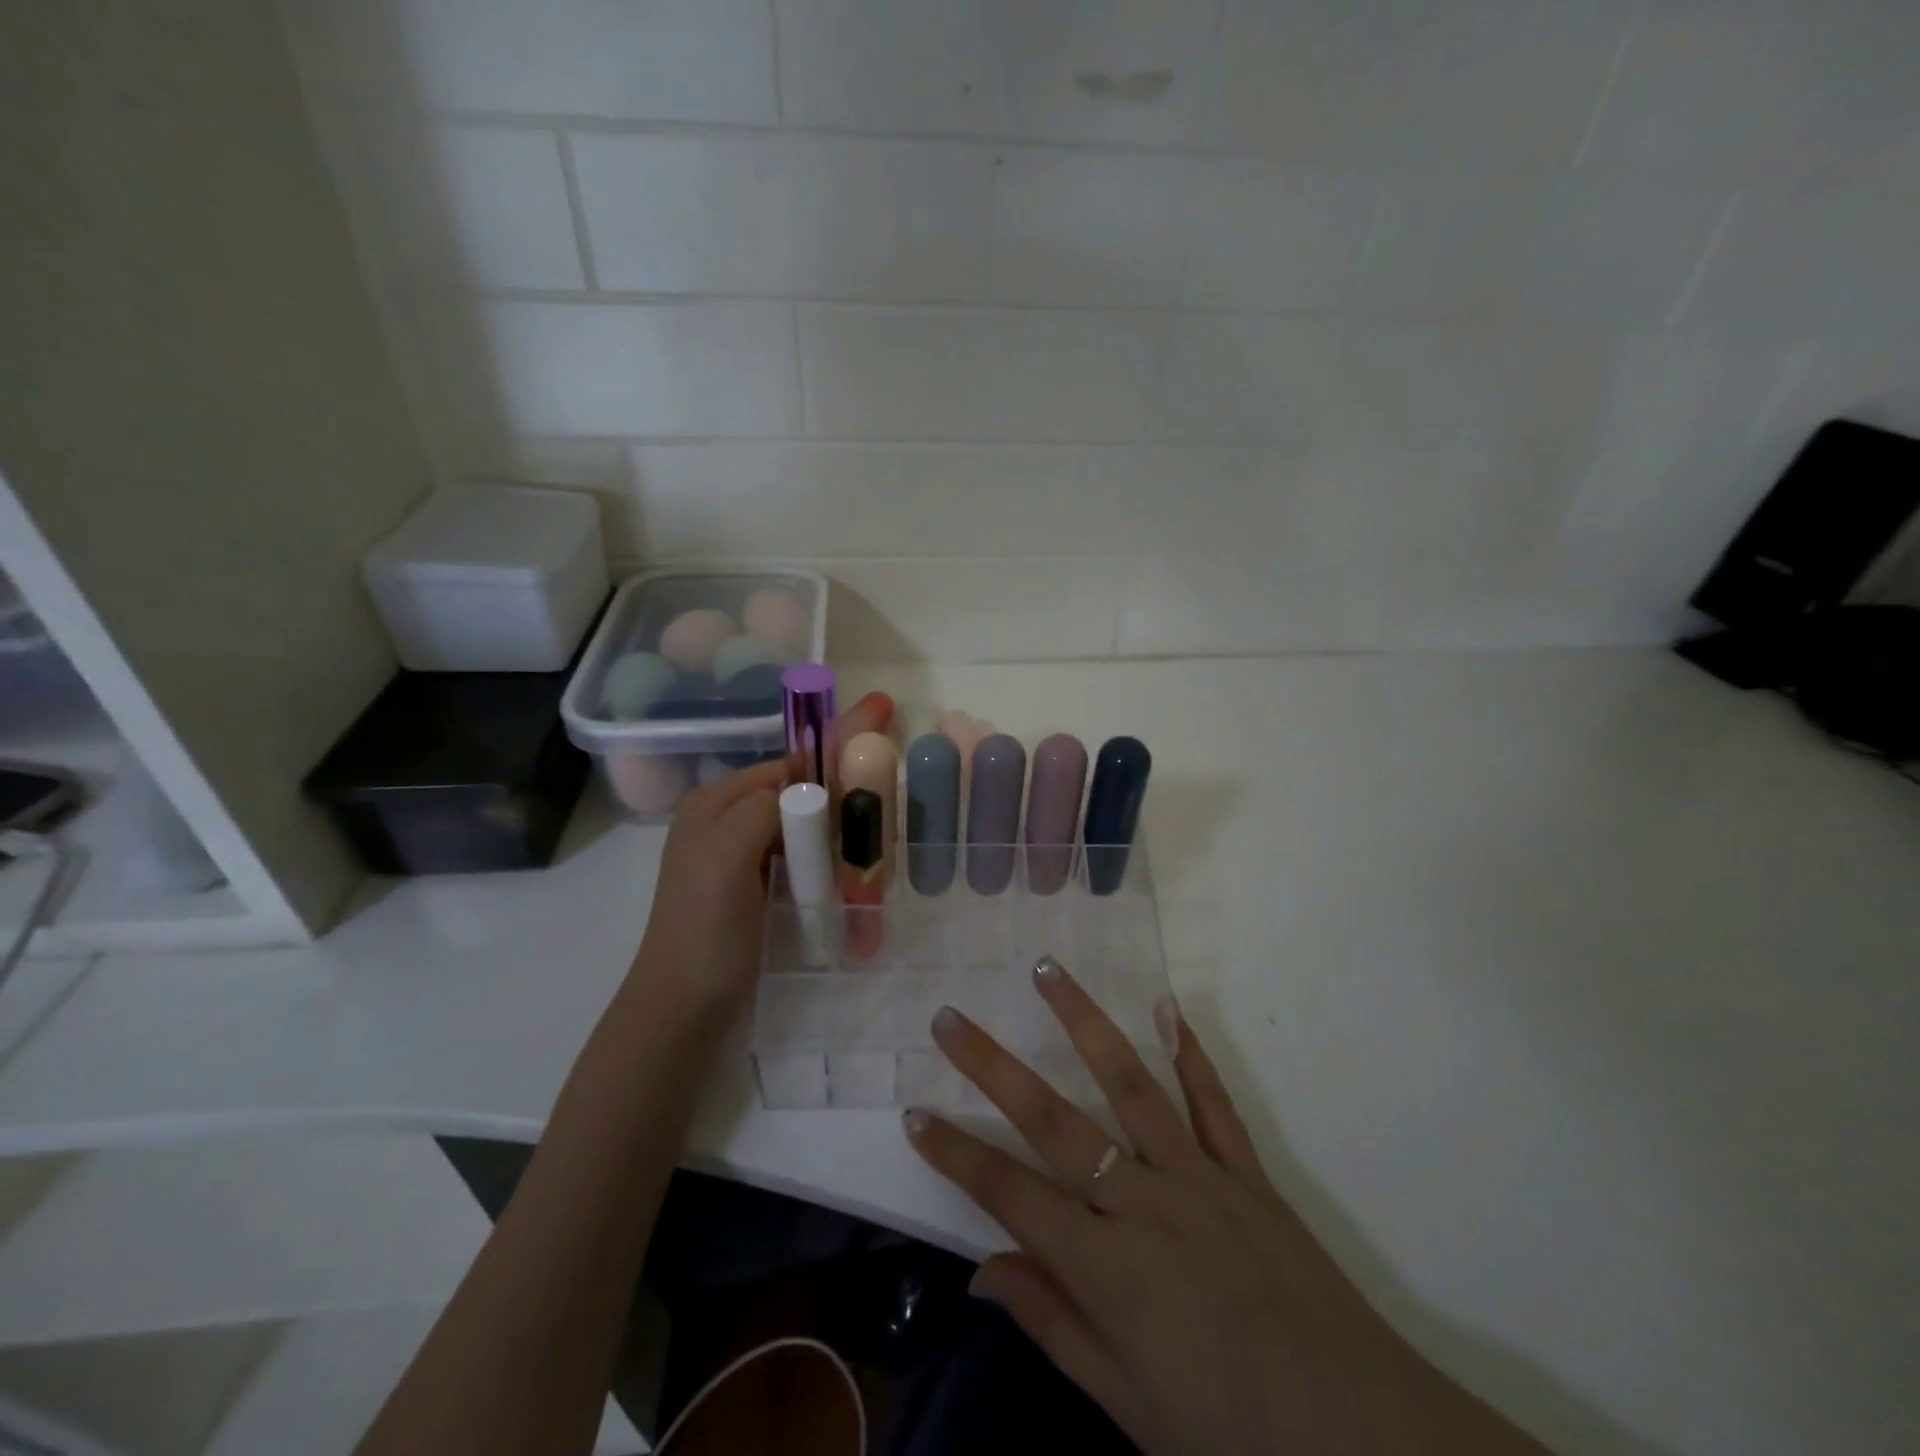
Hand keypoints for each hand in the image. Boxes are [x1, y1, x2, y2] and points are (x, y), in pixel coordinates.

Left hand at [630, 692, 894, 1019]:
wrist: (683, 1010)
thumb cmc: (705, 930)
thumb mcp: (726, 856)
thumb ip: (765, 806)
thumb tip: (808, 787)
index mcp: (715, 803)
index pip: (785, 767)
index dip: (830, 762)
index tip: (879, 767)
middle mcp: (726, 821)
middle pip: (797, 796)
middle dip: (839, 803)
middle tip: (883, 822)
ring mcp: (740, 857)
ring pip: (803, 828)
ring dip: (838, 837)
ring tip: (876, 855)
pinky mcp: (755, 889)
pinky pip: (800, 860)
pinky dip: (827, 864)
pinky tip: (852, 878)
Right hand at [904, 959, 1551, 1455]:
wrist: (1361, 1436)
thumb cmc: (1229, 1433)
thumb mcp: (1126, 1404)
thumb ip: (1051, 1323)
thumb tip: (979, 1270)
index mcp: (1106, 1268)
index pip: (1009, 1196)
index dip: (955, 1155)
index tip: (912, 1112)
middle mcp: (1143, 1203)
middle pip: (1053, 1121)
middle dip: (993, 1067)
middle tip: (951, 1018)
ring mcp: (1198, 1176)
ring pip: (1129, 1084)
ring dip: (1084, 1023)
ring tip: (1047, 971)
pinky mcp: (1247, 1172)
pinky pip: (1213, 1103)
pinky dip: (1190, 1053)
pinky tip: (1167, 1007)